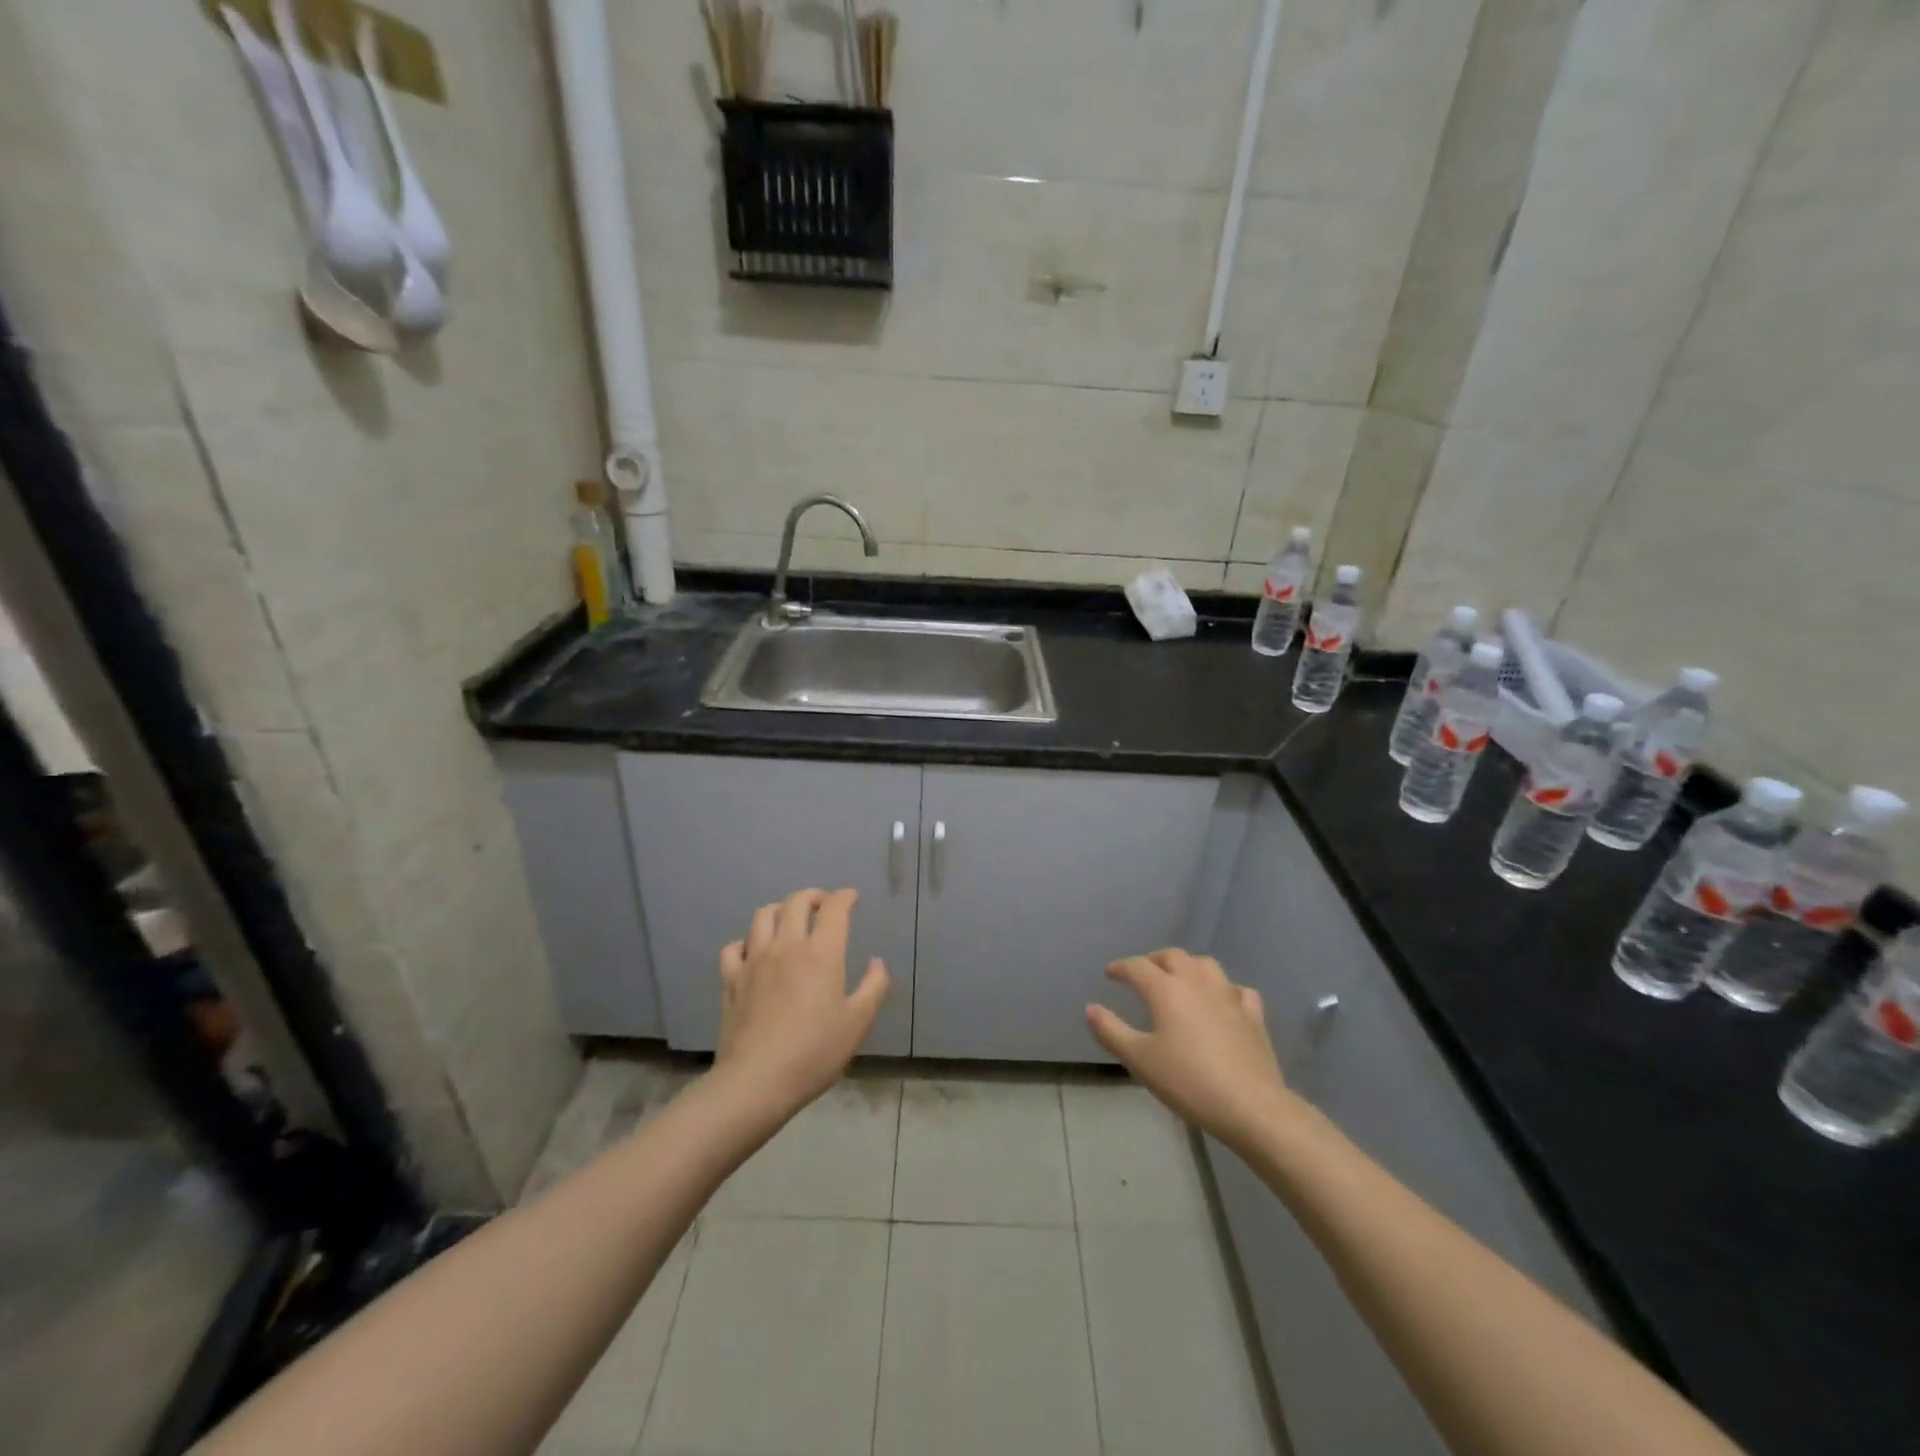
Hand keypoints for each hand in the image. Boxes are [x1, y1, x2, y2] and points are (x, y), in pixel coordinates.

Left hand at [714, 888, 889, 1117]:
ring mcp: (754, 960)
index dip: (845, 897)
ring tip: (789, 919)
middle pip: (796, 902)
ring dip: (780, 910)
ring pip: (763, 915)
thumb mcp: (858, 1023)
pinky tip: (754, 952)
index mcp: (821, 953)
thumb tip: (876, 962)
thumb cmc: (814, 1052)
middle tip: (823, 904)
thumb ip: (873, 987)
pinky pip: (735, 947)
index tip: (851, 898)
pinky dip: (747, 941)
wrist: (757, 1081)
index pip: (834, 909)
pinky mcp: (731, 979)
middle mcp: (786, 946)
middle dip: (813, 896)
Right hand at [1086, 949, 1293, 1147]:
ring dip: (1188, 966)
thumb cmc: (1188, 1081)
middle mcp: (1197, 982)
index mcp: (1166, 989)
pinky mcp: (1253, 1015)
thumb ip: (1111, 1031)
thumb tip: (1091, 1008)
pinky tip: (1223, 1001)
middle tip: (1142, 973)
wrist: (1250, 1106)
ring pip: (1206, 965)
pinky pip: (1238, 990)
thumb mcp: (1139, 1060)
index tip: (1110, 974)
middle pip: (1173, 956)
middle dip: (1154, 960)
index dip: (1121, 967)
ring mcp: (1229, 996)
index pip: (1137, 967)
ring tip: (1180, 980)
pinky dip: (1225, 989)